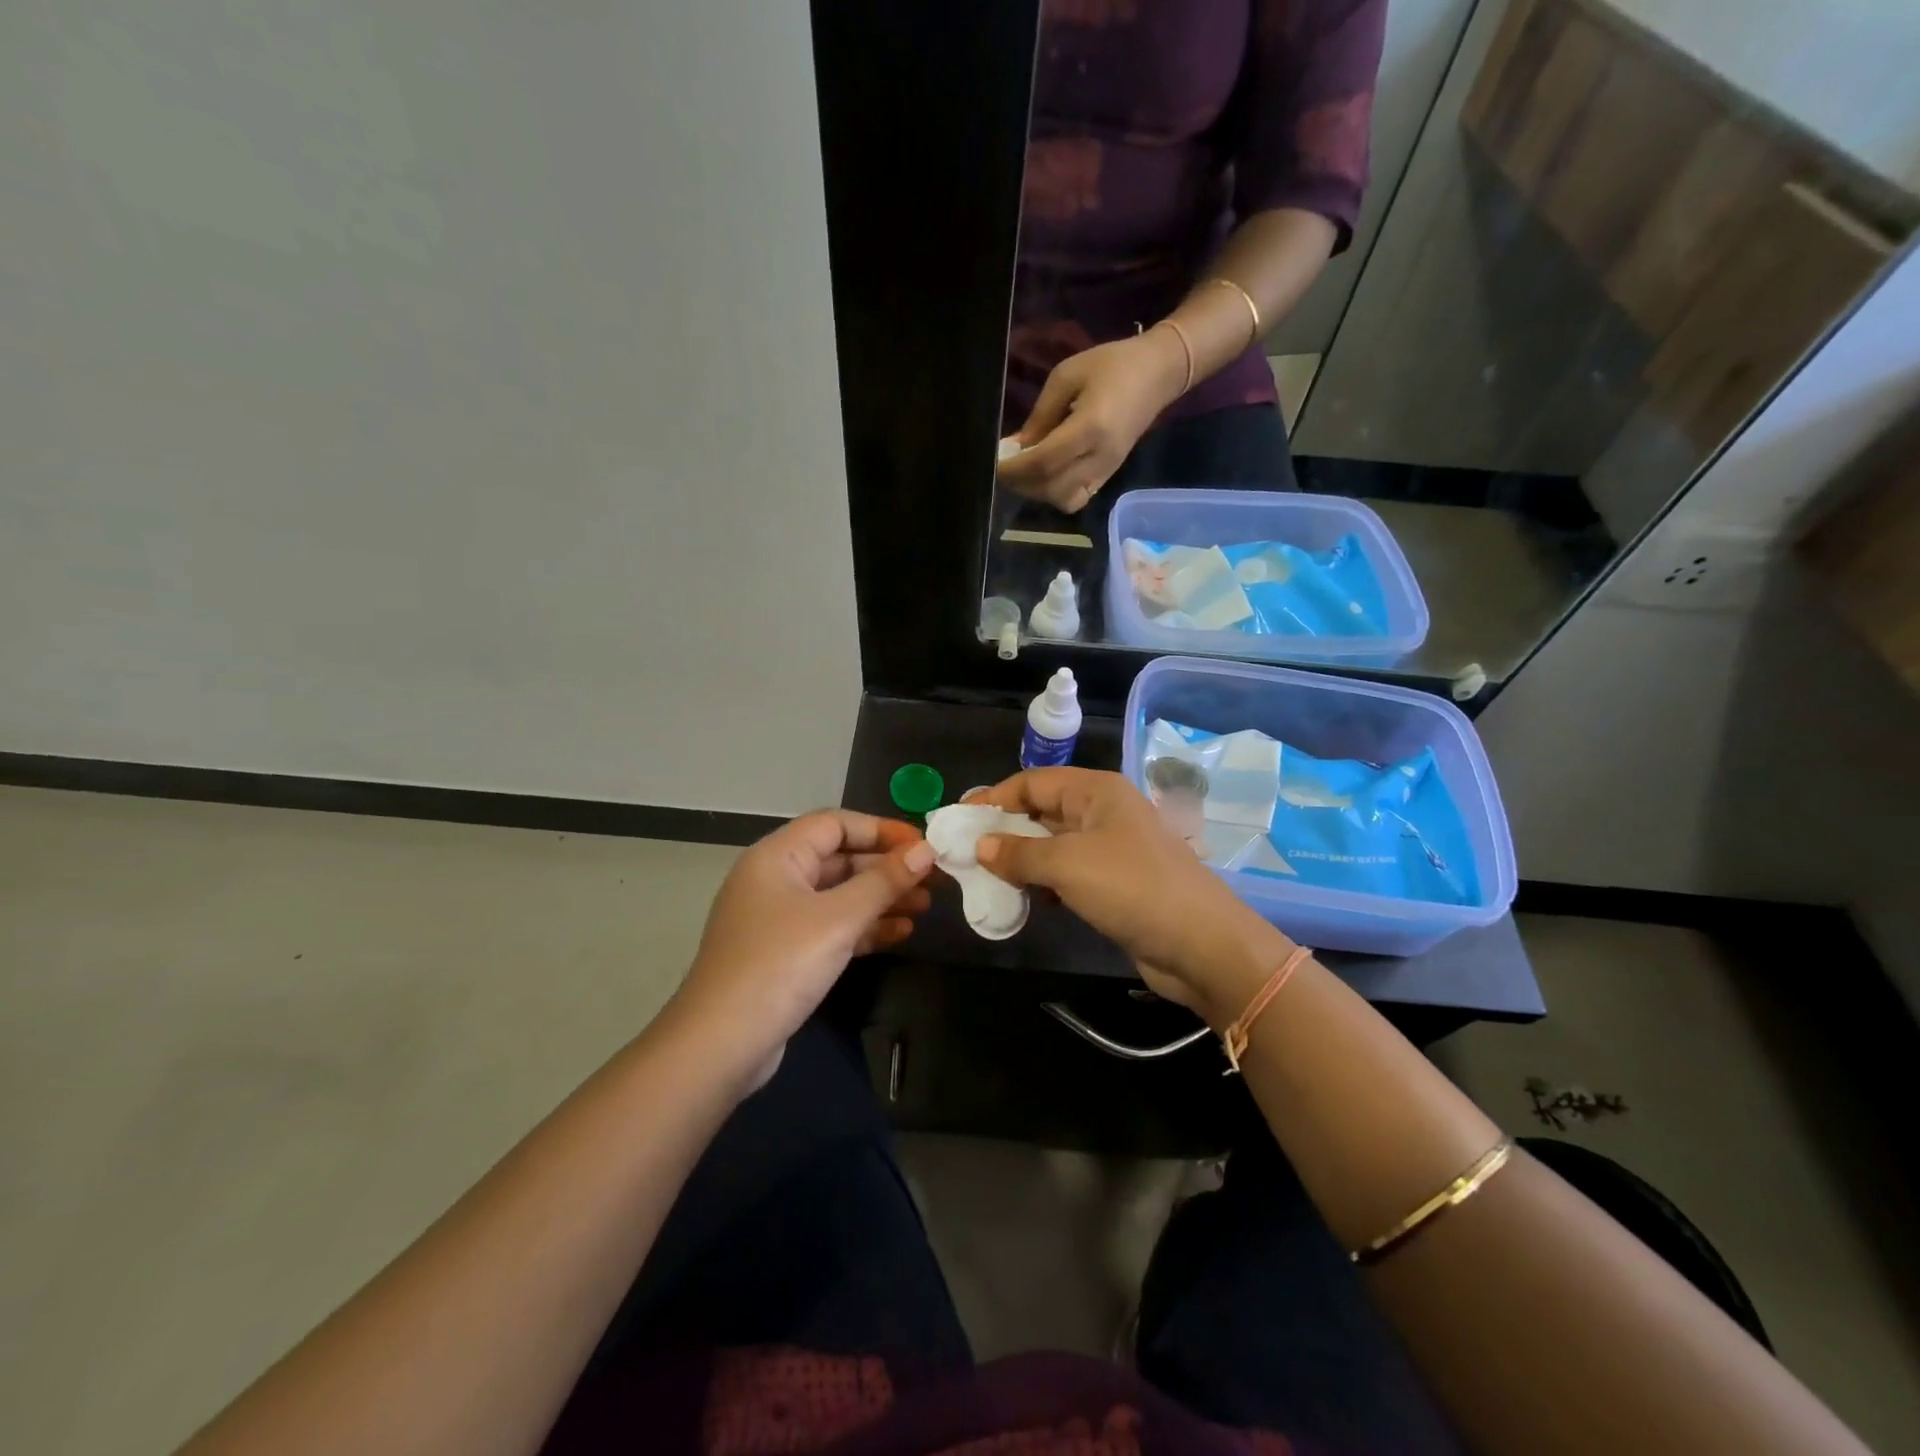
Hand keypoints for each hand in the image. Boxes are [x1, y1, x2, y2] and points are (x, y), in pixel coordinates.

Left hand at [674, 811, 933, 1085]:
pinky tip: (901, 934)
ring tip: (926, 905)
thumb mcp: (838, 918)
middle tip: (933, 878)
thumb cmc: (780, 965)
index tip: (922, 845)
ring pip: (839, 895)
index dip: (881, 829)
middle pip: (839, 859)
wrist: (721, 1045)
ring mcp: (779, 919)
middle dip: (886, 867)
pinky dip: (865, 927)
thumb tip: (925, 850)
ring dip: (881, 898)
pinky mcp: (786, 954)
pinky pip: (832, 927)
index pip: (835, 824)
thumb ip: (884, 881)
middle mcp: (775, 880)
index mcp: (777, 857)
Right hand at [971, 769, 1286, 1024]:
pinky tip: (1023, 898)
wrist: (1201, 944)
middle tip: (965, 851)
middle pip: (1042, 811)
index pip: (1033, 782)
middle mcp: (1103, 812)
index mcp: (1096, 791)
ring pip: (1053, 844)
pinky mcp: (1114, 883)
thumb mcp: (1067, 864)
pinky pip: (1067, 872)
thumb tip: (980, 845)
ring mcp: (1111, 848)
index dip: (995, 798)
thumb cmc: (1132, 888)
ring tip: (985, 877)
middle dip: (1004, 829)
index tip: (959, 820)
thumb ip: (1018, 853)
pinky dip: (1043, 882)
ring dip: (1021, 859)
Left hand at [997, 329, 1187, 512]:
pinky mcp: (1109, 476)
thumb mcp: (1067, 376)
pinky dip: (1055, 493)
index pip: (1043, 462)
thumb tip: (1017, 447)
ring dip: (1038, 492)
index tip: (995, 462)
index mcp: (1090, 428)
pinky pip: (1077, 498)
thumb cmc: (1111, 365)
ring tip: (1025, 472)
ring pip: (1064, 500)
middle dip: (1022, 483)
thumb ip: (1040, 415)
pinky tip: (1045, 474)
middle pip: (1052, 489)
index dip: (1014, 468)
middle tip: (1006, 468)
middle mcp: (1100, 457)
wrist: (1159, 374)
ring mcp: (1107, 471)